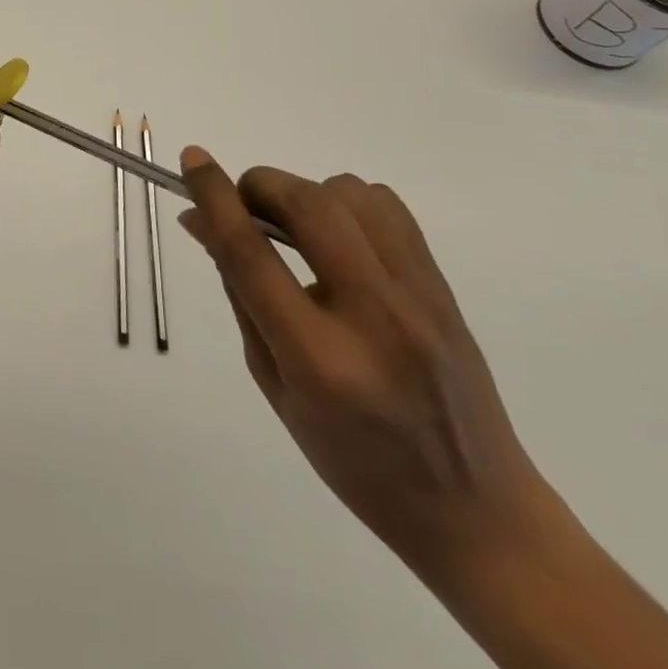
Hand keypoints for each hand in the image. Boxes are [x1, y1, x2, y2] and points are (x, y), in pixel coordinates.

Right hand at [176, 150, 551, 579]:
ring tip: (294, 228)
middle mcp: (372, 317)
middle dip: (261, 185)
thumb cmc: (354, 461)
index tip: (192, 160)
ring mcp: (418, 297)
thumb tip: (202, 222)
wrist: (475, 509)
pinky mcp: (443, 286)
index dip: (215, 196)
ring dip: (305, 194)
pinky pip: (388, 207)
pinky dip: (349, 203)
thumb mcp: (275, 384)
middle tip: (243, 203)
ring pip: (349, 194)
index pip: (251, 253)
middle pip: (306, 205)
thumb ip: (239, 294)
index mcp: (318, 359)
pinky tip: (339, 235)